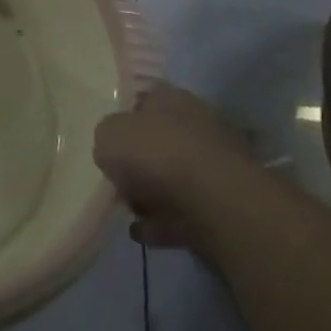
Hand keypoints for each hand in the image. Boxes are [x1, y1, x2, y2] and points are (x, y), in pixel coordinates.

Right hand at [94, 81, 255, 254]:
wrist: (215, 202)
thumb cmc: (156, 154)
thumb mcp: (108, 135)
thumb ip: (106, 137)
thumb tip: (114, 149)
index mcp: (170, 98)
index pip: (143, 100)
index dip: (124, 118)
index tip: (108, 140)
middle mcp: (196, 124)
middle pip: (158, 141)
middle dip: (138, 162)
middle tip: (118, 181)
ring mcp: (213, 165)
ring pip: (172, 178)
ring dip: (151, 196)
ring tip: (130, 212)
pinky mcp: (223, 202)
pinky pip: (184, 211)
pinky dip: (164, 223)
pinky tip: (144, 232)